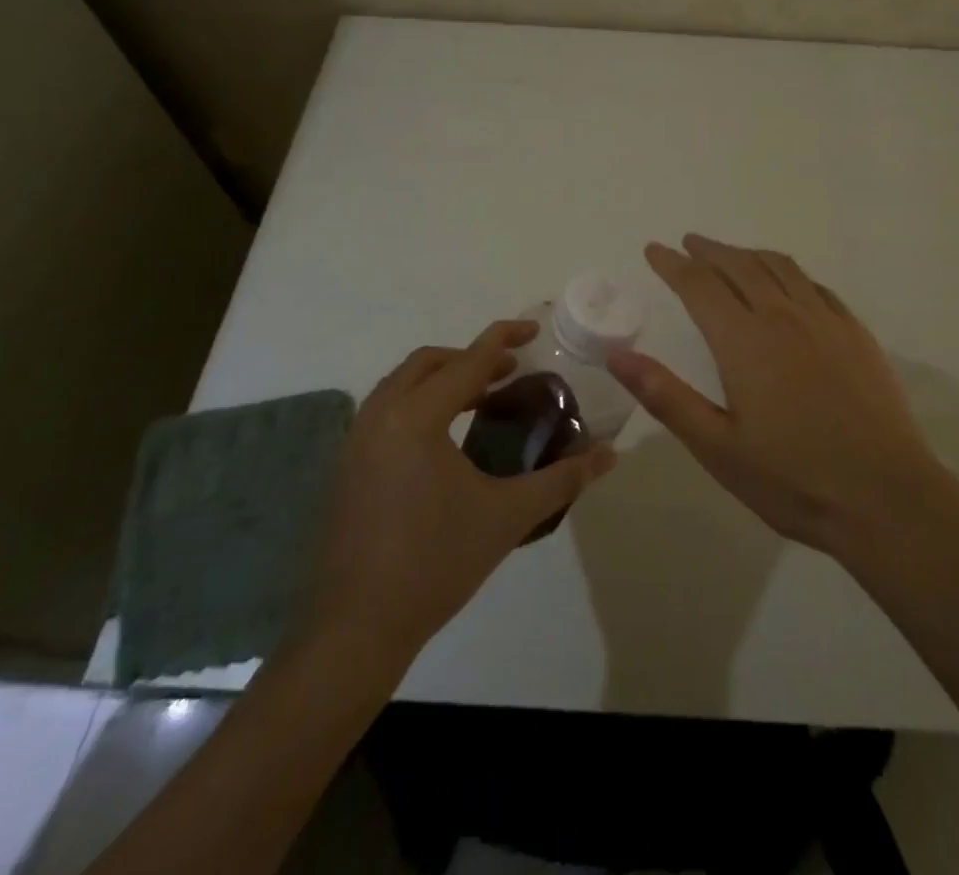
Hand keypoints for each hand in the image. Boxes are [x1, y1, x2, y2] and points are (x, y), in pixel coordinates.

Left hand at [307, 319, 615, 658]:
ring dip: (444, 378)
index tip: (534, 329)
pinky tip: (447, 437)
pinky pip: (388, 409)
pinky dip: (421, 402)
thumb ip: (562, 478)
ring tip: (484, 398)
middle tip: (511, 371)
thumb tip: (609, 454)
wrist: (357, 629)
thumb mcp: (508, 515)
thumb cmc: (436, 563)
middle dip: (472, 357)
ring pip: (403, 383)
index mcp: (417, 418)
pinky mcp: (349, 465)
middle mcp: (381, 416)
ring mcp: (357, 441)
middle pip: (429, 362)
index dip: (503, 339)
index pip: (468, 361)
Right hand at [607, 235, 941, 556]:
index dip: (673, 264)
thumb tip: (618, 356)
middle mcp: (784, 316)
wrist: (886, 497)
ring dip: (749, 254)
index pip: (699, 285)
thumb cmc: (792, 479)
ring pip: (780, 268)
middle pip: (740, 266)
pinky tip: (789, 284)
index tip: (654, 250)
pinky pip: (816, 286)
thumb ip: (666, 396)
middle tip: (689, 243)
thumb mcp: (717, 447)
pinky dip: (790, 273)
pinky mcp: (856, 334)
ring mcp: (826, 321)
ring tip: (731, 254)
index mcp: (745, 341)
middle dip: (709, 251)